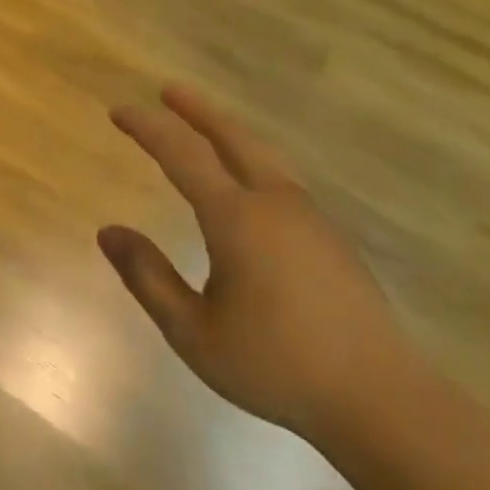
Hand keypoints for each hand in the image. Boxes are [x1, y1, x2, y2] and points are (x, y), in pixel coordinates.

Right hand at [100, 86, 409, 439]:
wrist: (380, 398)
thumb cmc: (276, 366)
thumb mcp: (193, 332)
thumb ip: (148, 277)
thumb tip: (109, 232)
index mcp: (237, 218)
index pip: (182, 155)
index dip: (148, 128)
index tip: (119, 111)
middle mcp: (275, 203)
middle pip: (233, 137)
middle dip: (198, 110)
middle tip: (169, 90)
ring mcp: (310, 217)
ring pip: (264, 155)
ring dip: (229, 131)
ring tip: (207, 125)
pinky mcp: (331, 237)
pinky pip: (282, 178)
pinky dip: (253, 158)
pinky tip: (249, 181)